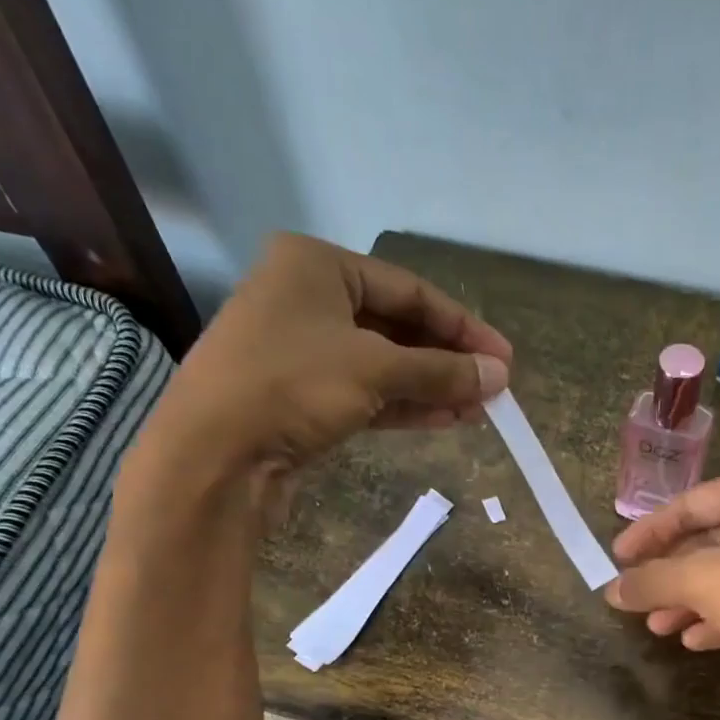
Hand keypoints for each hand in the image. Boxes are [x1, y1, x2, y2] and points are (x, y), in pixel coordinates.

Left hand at [128, 233, 511, 520]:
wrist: (215, 454)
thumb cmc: (292, 385)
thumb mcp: (375, 369)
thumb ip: (440, 370)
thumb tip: (499, 376)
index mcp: (317, 265)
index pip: (409, 290)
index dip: (462, 326)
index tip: (504, 358)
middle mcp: (307, 299)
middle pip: (396, 327)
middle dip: (447, 361)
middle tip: (494, 388)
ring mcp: (301, 351)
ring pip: (382, 365)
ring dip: (431, 387)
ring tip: (479, 410)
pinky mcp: (300, 398)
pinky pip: (364, 394)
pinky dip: (402, 406)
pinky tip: (444, 419)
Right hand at [605, 463, 719, 719]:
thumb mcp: (707, 581)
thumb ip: (654, 580)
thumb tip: (611, 589)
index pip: (691, 503)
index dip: (648, 532)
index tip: (616, 561)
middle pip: (712, 540)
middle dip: (670, 574)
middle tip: (636, 601)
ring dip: (692, 601)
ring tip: (659, 629)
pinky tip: (698, 642)